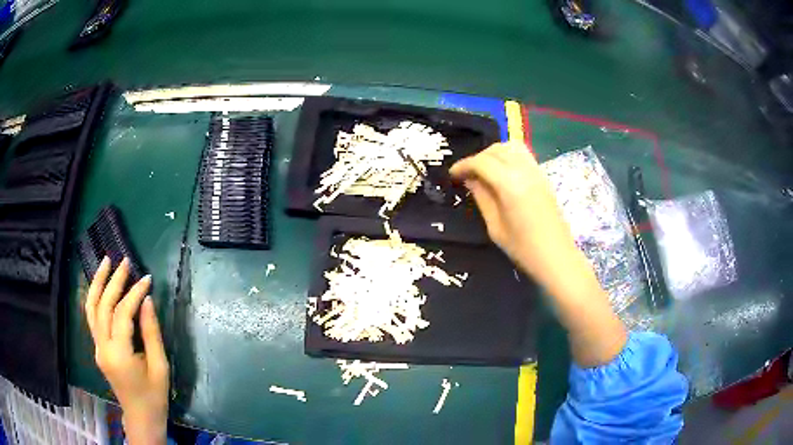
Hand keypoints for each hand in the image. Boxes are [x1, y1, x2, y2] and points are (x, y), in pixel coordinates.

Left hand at [85, 257, 168, 444]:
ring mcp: (97, 347)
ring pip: (91, 308)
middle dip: (113, 281)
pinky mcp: (98, 348)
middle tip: (125, 262)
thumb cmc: (154, 396)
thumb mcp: (160, 366)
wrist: (141, 417)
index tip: (147, 279)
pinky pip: (92, 317)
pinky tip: (100, 285)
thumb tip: (147, 300)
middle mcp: (103, 347)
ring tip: (105, 262)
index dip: (134, 293)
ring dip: (97, 283)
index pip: (123, 314)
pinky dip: (94, 297)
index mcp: (119, 354)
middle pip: (103, 306)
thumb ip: (151, 332)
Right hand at [451, 142, 626, 366]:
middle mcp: (524, 171)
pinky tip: (501, 172)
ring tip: (484, 170)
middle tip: (467, 174)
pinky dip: (508, 155)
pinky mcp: (543, 176)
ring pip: (511, 146)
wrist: (557, 256)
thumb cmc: (523, 248)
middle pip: (496, 150)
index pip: (482, 162)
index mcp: (510, 185)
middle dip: (478, 158)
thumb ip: (482, 198)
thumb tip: (470, 179)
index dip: (464, 165)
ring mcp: (536, 171)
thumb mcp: (495, 227)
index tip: (452, 175)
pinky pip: (523, 154)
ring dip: (494, 153)